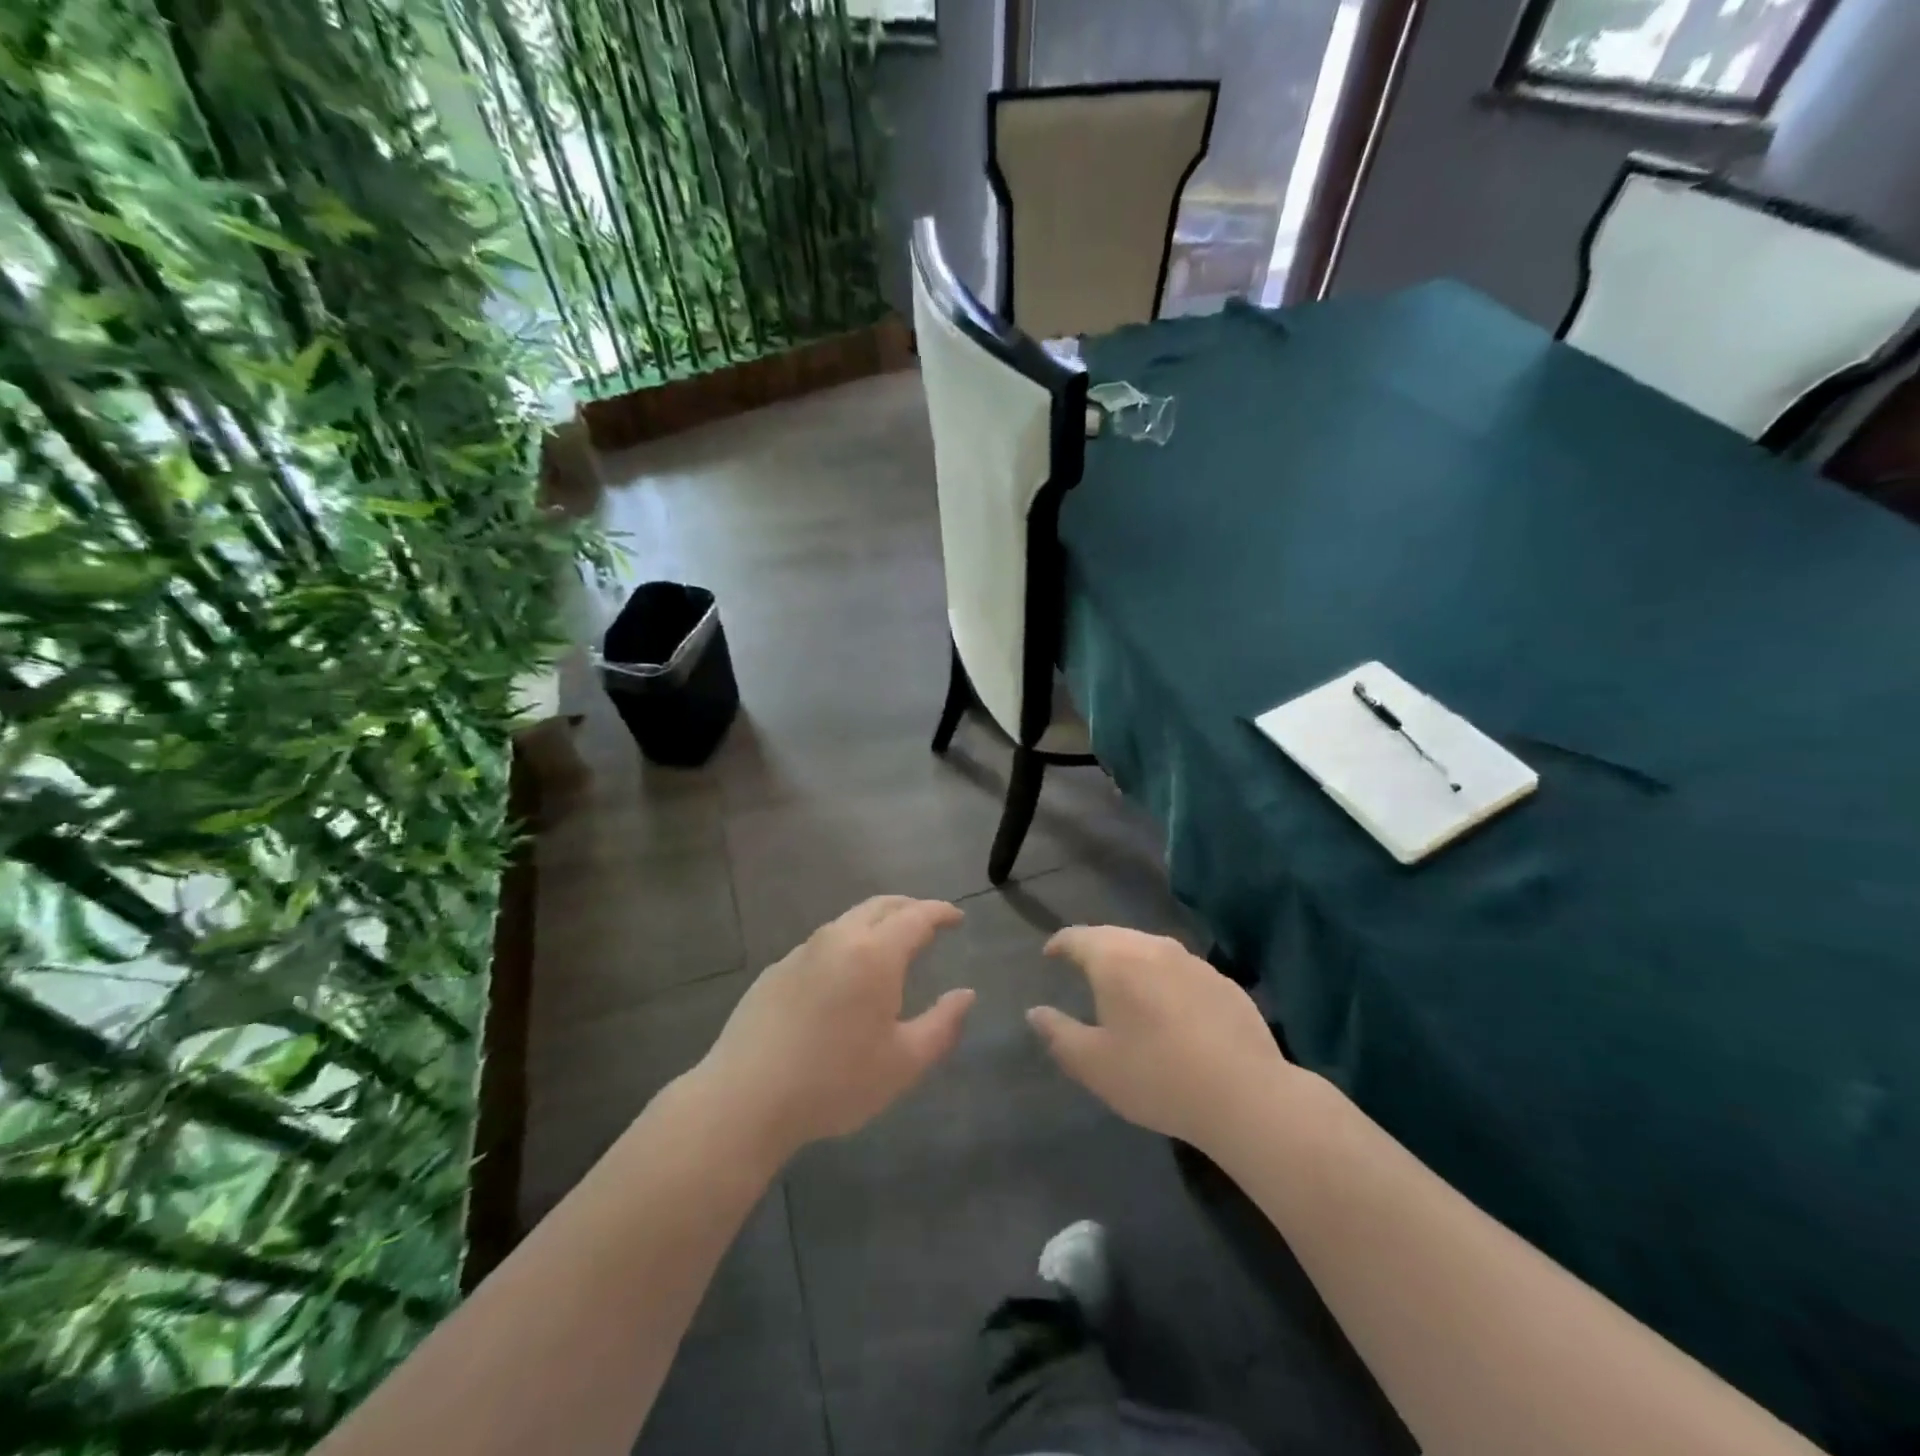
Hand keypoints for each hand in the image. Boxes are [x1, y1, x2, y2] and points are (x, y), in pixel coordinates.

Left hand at [697, 896, 972, 1156]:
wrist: (745, 1099)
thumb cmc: (835, 1082)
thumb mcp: (903, 1063)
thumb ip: (942, 1024)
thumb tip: (966, 995)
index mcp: (875, 953)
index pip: (916, 916)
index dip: (940, 912)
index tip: (957, 918)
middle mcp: (838, 939)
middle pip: (880, 906)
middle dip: (910, 907)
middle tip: (929, 921)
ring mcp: (801, 952)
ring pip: (848, 921)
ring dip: (876, 924)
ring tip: (891, 946)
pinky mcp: (775, 971)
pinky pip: (822, 944)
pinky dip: (846, 945)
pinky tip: (845, 977)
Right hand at [1028, 927, 1287, 1149]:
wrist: (1245, 1095)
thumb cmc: (1156, 1076)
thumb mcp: (1093, 1064)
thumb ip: (1058, 1033)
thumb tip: (1035, 1012)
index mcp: (1115, 959)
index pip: (1077, 937)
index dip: (1059, 943)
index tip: (1050, 955)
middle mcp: (1153, 947)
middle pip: (1115, 937)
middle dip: (1094, 949)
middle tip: (1082, 968)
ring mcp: (1193, 962)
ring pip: (1150, 950)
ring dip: (1131, 962)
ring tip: (1124, 987)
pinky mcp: (1224, 982)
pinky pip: (1181, 970)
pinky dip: (1164, 980)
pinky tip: (1169, 1009)